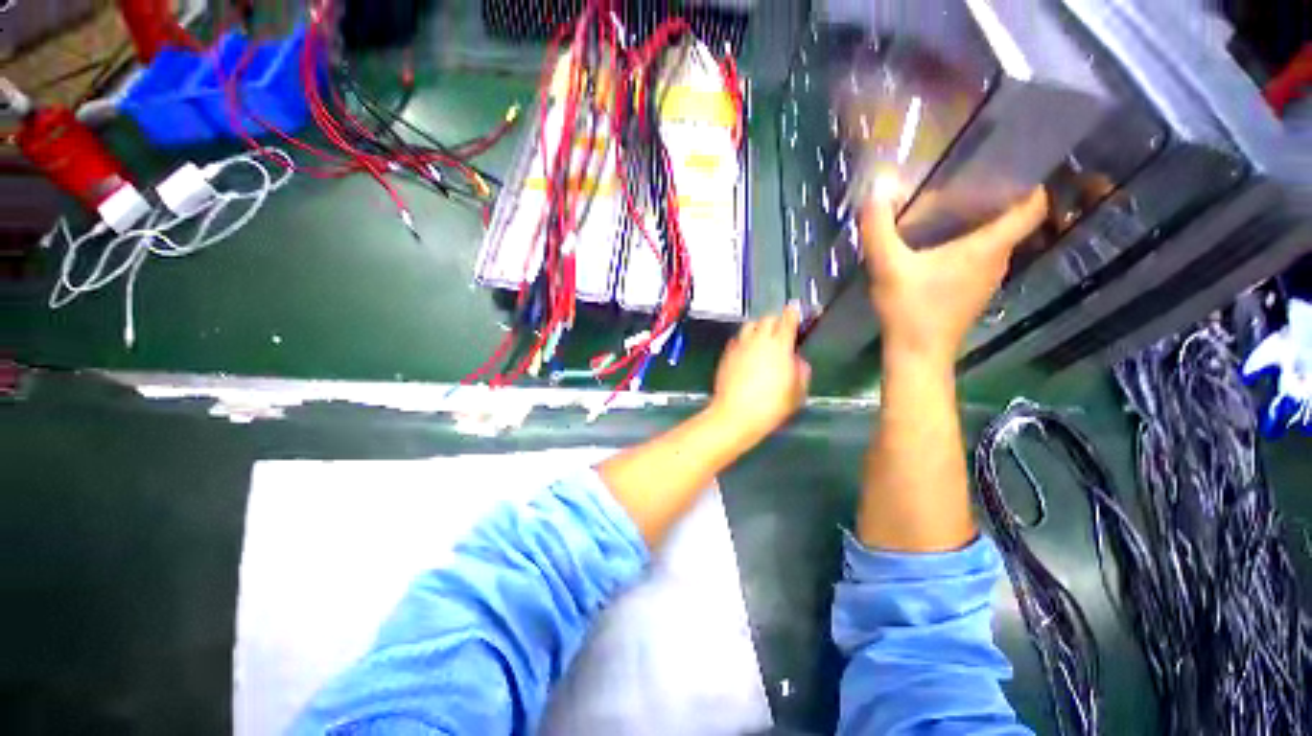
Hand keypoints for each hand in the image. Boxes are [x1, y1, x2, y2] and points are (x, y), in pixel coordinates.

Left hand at [708, 306, 811, 444]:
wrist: (735, 414)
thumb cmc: (771, 405)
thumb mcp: (797, 392)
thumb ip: (801, 371)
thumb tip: (797, 360)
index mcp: (779, 346)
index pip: (787, 320)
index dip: (793, 313)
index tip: (795, 310)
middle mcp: (758, 340)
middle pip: (767, 318)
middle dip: (776, 320)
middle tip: (781, 330)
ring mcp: (739, 346)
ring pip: (749, 325)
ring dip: (758, 328)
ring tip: (762, 339)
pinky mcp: (726, 355)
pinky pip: (737, 340)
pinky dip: (744, 341)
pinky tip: (747, 352)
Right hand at [860, 182, 1048, 365]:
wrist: (917, 354)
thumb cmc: (910, 309)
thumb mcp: (888, 267)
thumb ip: (879, 230)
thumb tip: (875, 192)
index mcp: (987, 248)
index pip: (1031, 207)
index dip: (1029, 183)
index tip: (1009, 166)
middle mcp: (997, 261)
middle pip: (1012, 221)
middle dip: (995, 199)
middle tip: (965, 182)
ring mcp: (987, 280)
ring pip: (995, 241)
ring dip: (979, 224)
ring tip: (950, 210)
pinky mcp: (972, 293)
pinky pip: (980, 258)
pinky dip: (968, 246)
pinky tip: (939, 247)